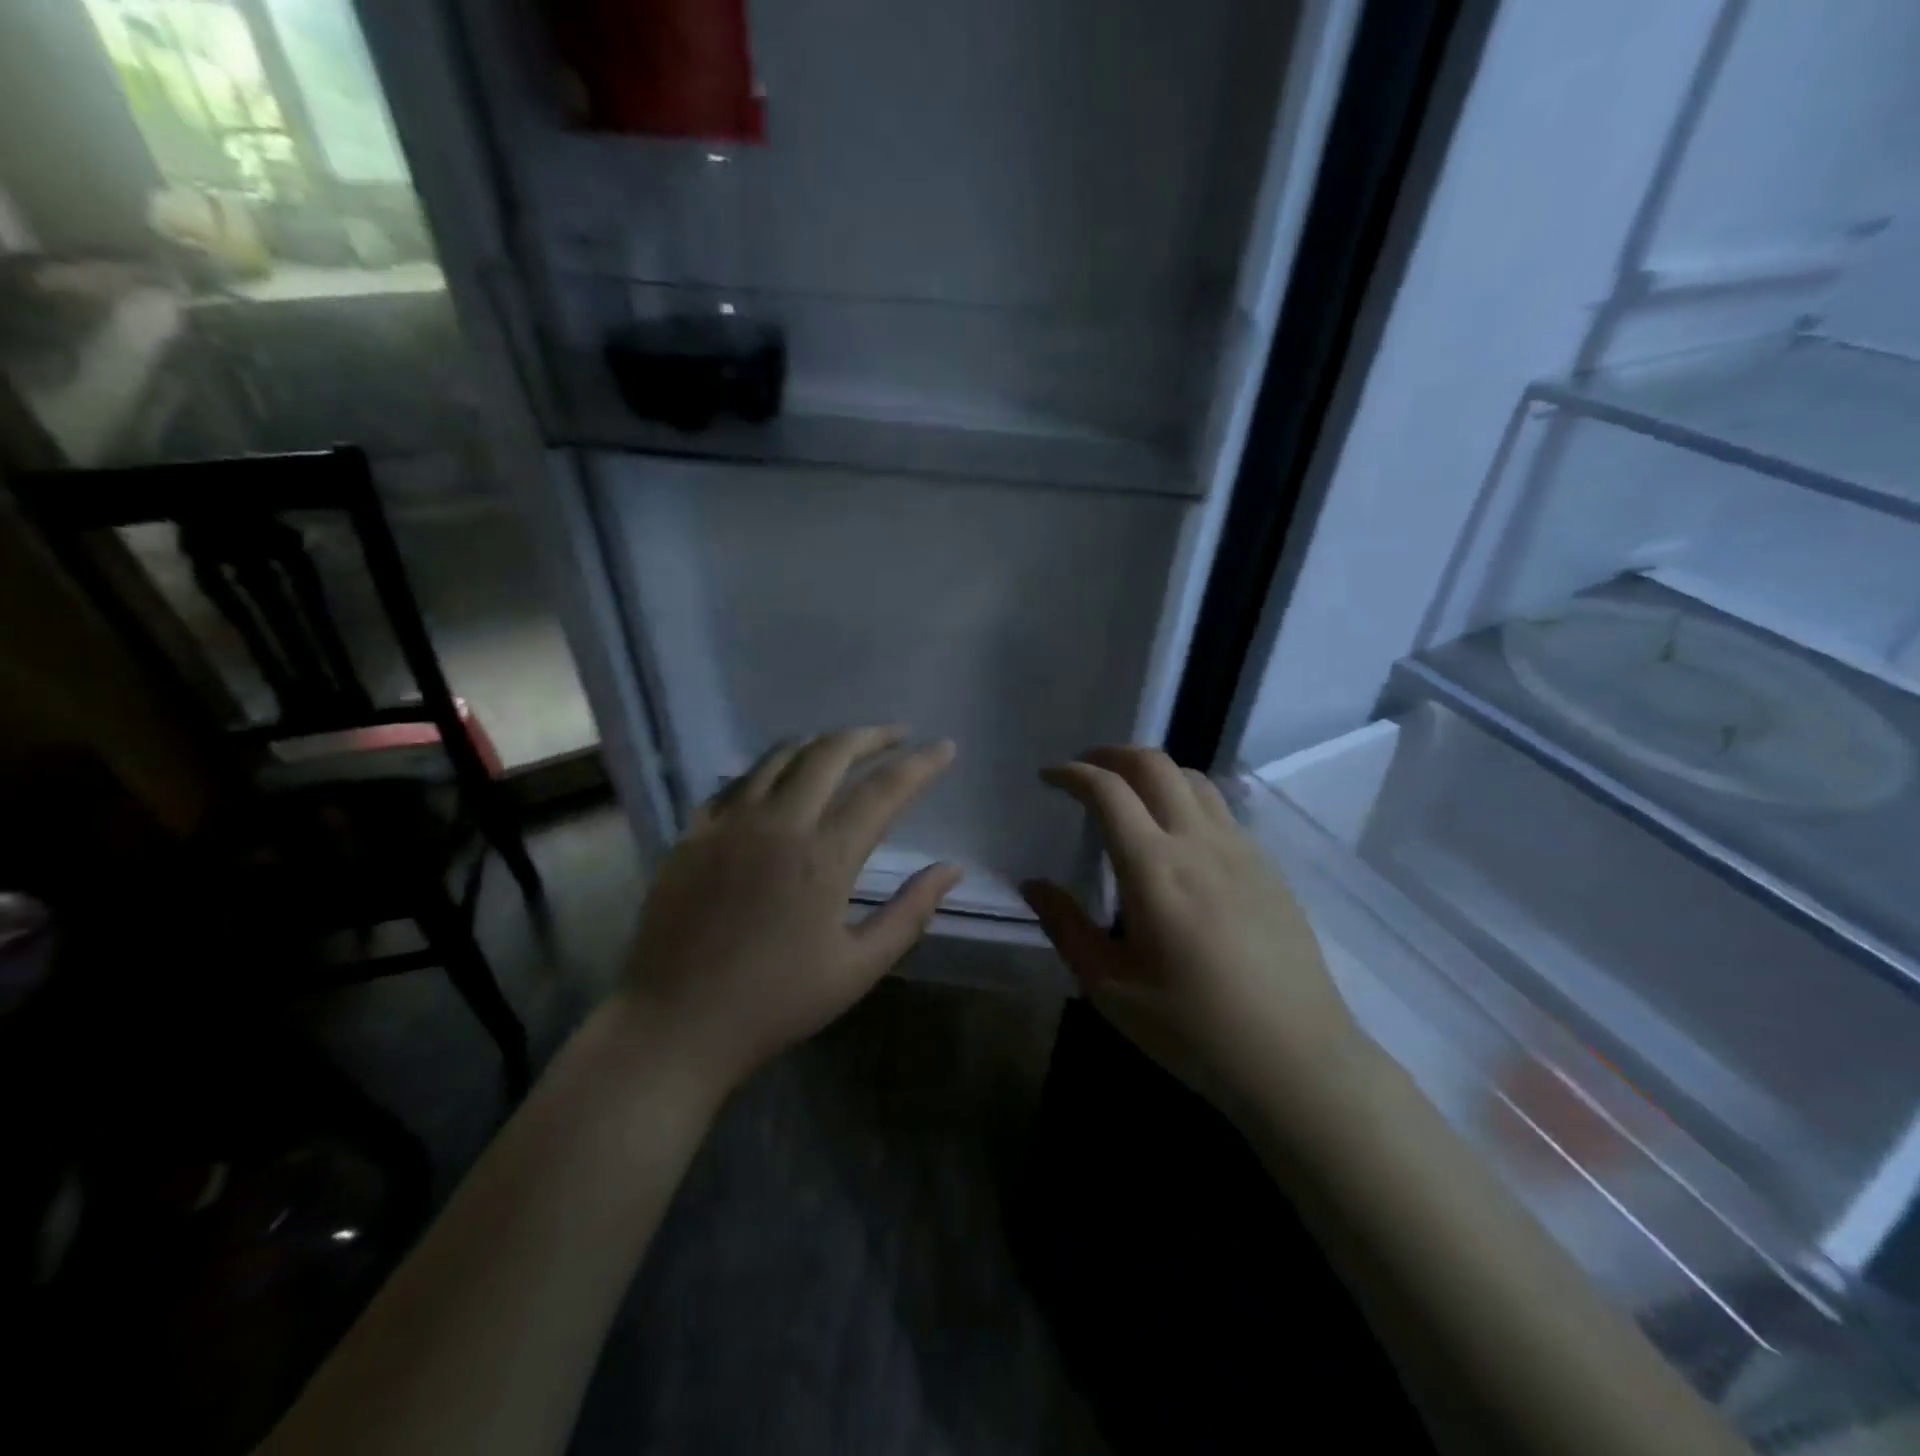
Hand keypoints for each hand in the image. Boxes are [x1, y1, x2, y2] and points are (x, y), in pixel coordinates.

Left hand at [620, 727, 959, 1099]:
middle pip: (830, 752)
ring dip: (820, 743)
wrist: (675, 1025)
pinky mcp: (693, 833)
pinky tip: (780, 781)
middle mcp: (777, 823)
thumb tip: (951, 869)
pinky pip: (738, 781)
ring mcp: (728, 823)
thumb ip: (910, 913)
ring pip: (780, 756)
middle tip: (898, 734)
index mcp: (823, 857)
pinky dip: (770, 769)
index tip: (945, 748)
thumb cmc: (775, 1003)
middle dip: (871, 736)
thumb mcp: (857, 969)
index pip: (883, 790)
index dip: (920, 765)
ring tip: (845, 747)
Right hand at [1021, 747, 1362, 1116]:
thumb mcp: (1110, 988)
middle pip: (1154, 764)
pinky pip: (1220, 809)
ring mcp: (1241, 849)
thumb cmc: (1193, 1029)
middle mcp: (1199, 842)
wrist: (1296, 1060)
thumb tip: (1033, 885)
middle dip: (1111, 754)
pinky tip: (1177, 835)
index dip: (1073, 773)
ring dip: (1153, 771)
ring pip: (1193, 778)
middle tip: (1085, 770)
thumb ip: (1066, 927)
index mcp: (1154, 868)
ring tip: (1129, 794)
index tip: (1049, 778)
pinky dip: (1186, 798)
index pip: (1108, 791)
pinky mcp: (1267, 866)